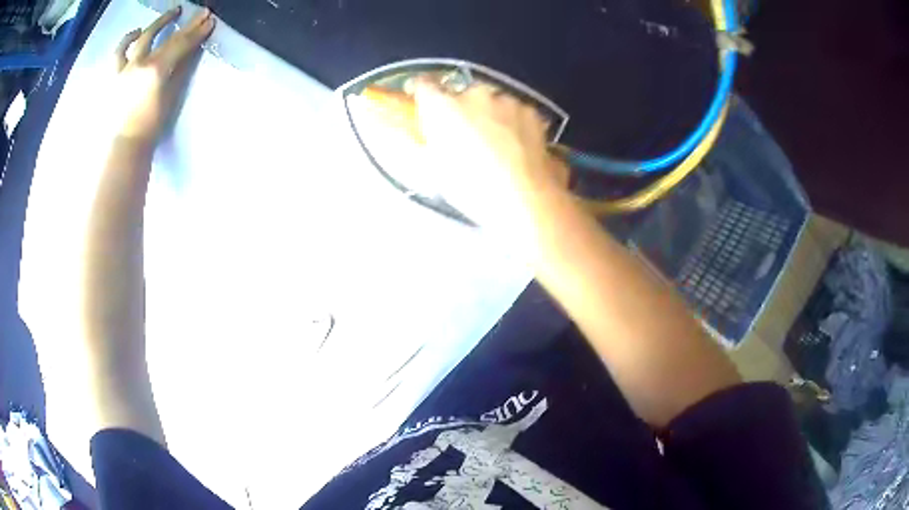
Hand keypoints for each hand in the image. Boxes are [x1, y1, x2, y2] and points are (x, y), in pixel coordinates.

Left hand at [112, 6, 214, 146]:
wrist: (123, 147)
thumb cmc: (149, 127)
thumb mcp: (169, 98)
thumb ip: (178, 72)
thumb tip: (189, 53)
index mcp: (155, 70)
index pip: (181, 44)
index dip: (196, 31)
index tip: (209, 20)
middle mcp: (139, 63)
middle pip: (164, 37)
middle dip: (182, 23)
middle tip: (194, 12)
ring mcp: (123, 69)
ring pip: (137, 39)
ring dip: (153, 25)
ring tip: (161, 18)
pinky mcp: (112, 78)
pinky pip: (117, 55)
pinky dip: (126, 43)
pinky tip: (132, 37)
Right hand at [412, 77, 570, 231]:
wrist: (525, 197)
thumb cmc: (471, 189)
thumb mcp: (436, 169)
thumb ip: (429, 142)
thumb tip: (430, 132)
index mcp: (441, 106)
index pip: (424, 84)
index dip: (422, 91)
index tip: (424, 102)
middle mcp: (472, 93)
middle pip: (462, 93)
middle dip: (461, 108)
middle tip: (467, 134)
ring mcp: (505, 99)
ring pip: (491, 101)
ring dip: (490, 114)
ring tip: (497, 143)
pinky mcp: (530, 110)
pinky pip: (515, 111)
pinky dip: (513, 122)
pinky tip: (519, 145)